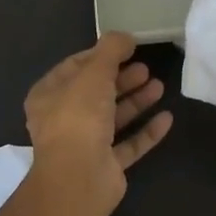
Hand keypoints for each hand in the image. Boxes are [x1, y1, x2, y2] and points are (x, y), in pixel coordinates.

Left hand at [25, 32, 172, 215]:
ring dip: (136, 101)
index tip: (126, 48)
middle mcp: (63, 119)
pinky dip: (146, 131)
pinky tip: (166, 118)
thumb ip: (110, 49)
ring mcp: (84, 145)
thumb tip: (125, 36)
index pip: (74, 67)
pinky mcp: (105, 166)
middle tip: (145, 69)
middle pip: (96, 93)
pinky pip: (129, 144)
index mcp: (49, 95)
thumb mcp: (94, 72)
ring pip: (113, 118)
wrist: (79, 178)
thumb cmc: (79, 117)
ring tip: (160, 86)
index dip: (100, 55)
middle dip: (122, 79)